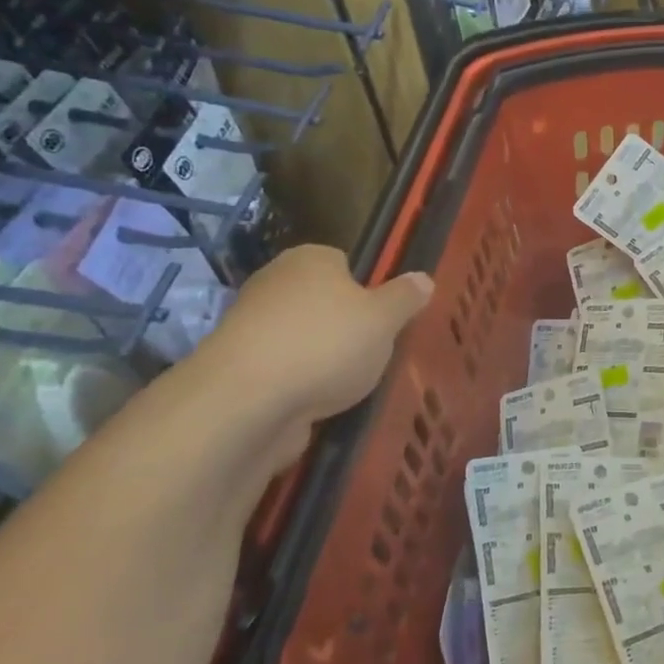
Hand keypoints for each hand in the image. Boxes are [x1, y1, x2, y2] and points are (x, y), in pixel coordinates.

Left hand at [200, 246, 433, 467]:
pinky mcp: (238, 368)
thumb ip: (405, 298)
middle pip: (322, 301)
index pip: (344, 263)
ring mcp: (251, 326)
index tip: (384, 320)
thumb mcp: (384, 319)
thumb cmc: (326, 345)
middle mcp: (275, 283)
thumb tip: (424, 279)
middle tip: (373, 353)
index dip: (367, 290)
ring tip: (348, 385)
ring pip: (302, 338)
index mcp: (310, 259)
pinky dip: (299, 385)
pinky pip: (282, 370)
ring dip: (321, 359)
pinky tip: (317, 404)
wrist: (247, 401)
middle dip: (344, 326)